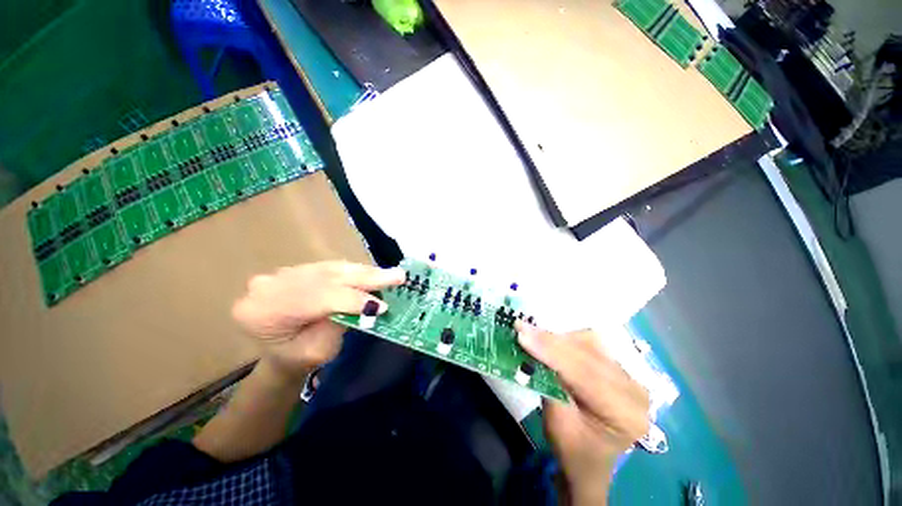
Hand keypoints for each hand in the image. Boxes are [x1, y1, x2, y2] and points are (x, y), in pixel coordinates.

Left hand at [232, 261, 404, 381]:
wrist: (279, 350)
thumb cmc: (298, 358)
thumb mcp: (319, 351)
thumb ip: (339, 324)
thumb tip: (368, 304)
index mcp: (263, 313)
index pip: (315, 299)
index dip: (352, 300)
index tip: (382, 307)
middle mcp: (268, 286)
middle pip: (325, 278)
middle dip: (366, 278)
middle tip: (397, 276)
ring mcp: (282, 273)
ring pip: (331, 268)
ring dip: (365, 272)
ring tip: (391, 274)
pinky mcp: (298, 268)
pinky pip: (331, 266)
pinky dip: (355, 270)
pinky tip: (374, 272)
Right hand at [516, 323, 649, 504]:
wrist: (590, 461)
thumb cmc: (572, 449)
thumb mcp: (556, 422)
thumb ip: (547, 382)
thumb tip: (528, 345)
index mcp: (625, 414)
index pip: (584, 372)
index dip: (551, 349)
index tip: (522, 333)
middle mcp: (635, 391)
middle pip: (588, 353)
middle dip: (551, 340)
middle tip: (521, 328)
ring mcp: (631, 377)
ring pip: (590, 343)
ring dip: (558, 338)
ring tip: (532, 334)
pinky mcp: (621, 368)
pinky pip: (591, 344)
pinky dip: (566, 340)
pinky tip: (550, 340)